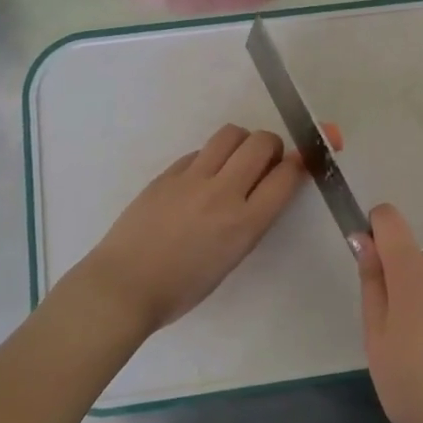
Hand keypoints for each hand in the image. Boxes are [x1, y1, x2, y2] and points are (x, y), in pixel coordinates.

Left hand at [80, 124, 304, 335]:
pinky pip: (200, 151)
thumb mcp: (231, 259)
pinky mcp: (168, 173)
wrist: (124, 286)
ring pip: (230, 134)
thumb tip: (261, 190)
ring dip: (242, 141)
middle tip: (266, 160)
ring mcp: (192, 178)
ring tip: (235, 160)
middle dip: (272, 145)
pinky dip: (211, 157)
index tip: (297, 164)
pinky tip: (202, 178)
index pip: (286, 176)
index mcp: (245, 224)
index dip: (298, 164)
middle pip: (261, 143)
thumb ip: (250, 222)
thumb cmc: (181, 288)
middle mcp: (223, 193)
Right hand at [355, 204, 422, 422]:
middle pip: (416, 260)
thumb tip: (364, 240)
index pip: (390, 220)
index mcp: (411, 273)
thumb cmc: (413, 387)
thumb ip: (371, 284)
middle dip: (405, 284)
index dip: (377, 232)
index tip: (373, 266)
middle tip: (402, 336)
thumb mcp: (375, 340)